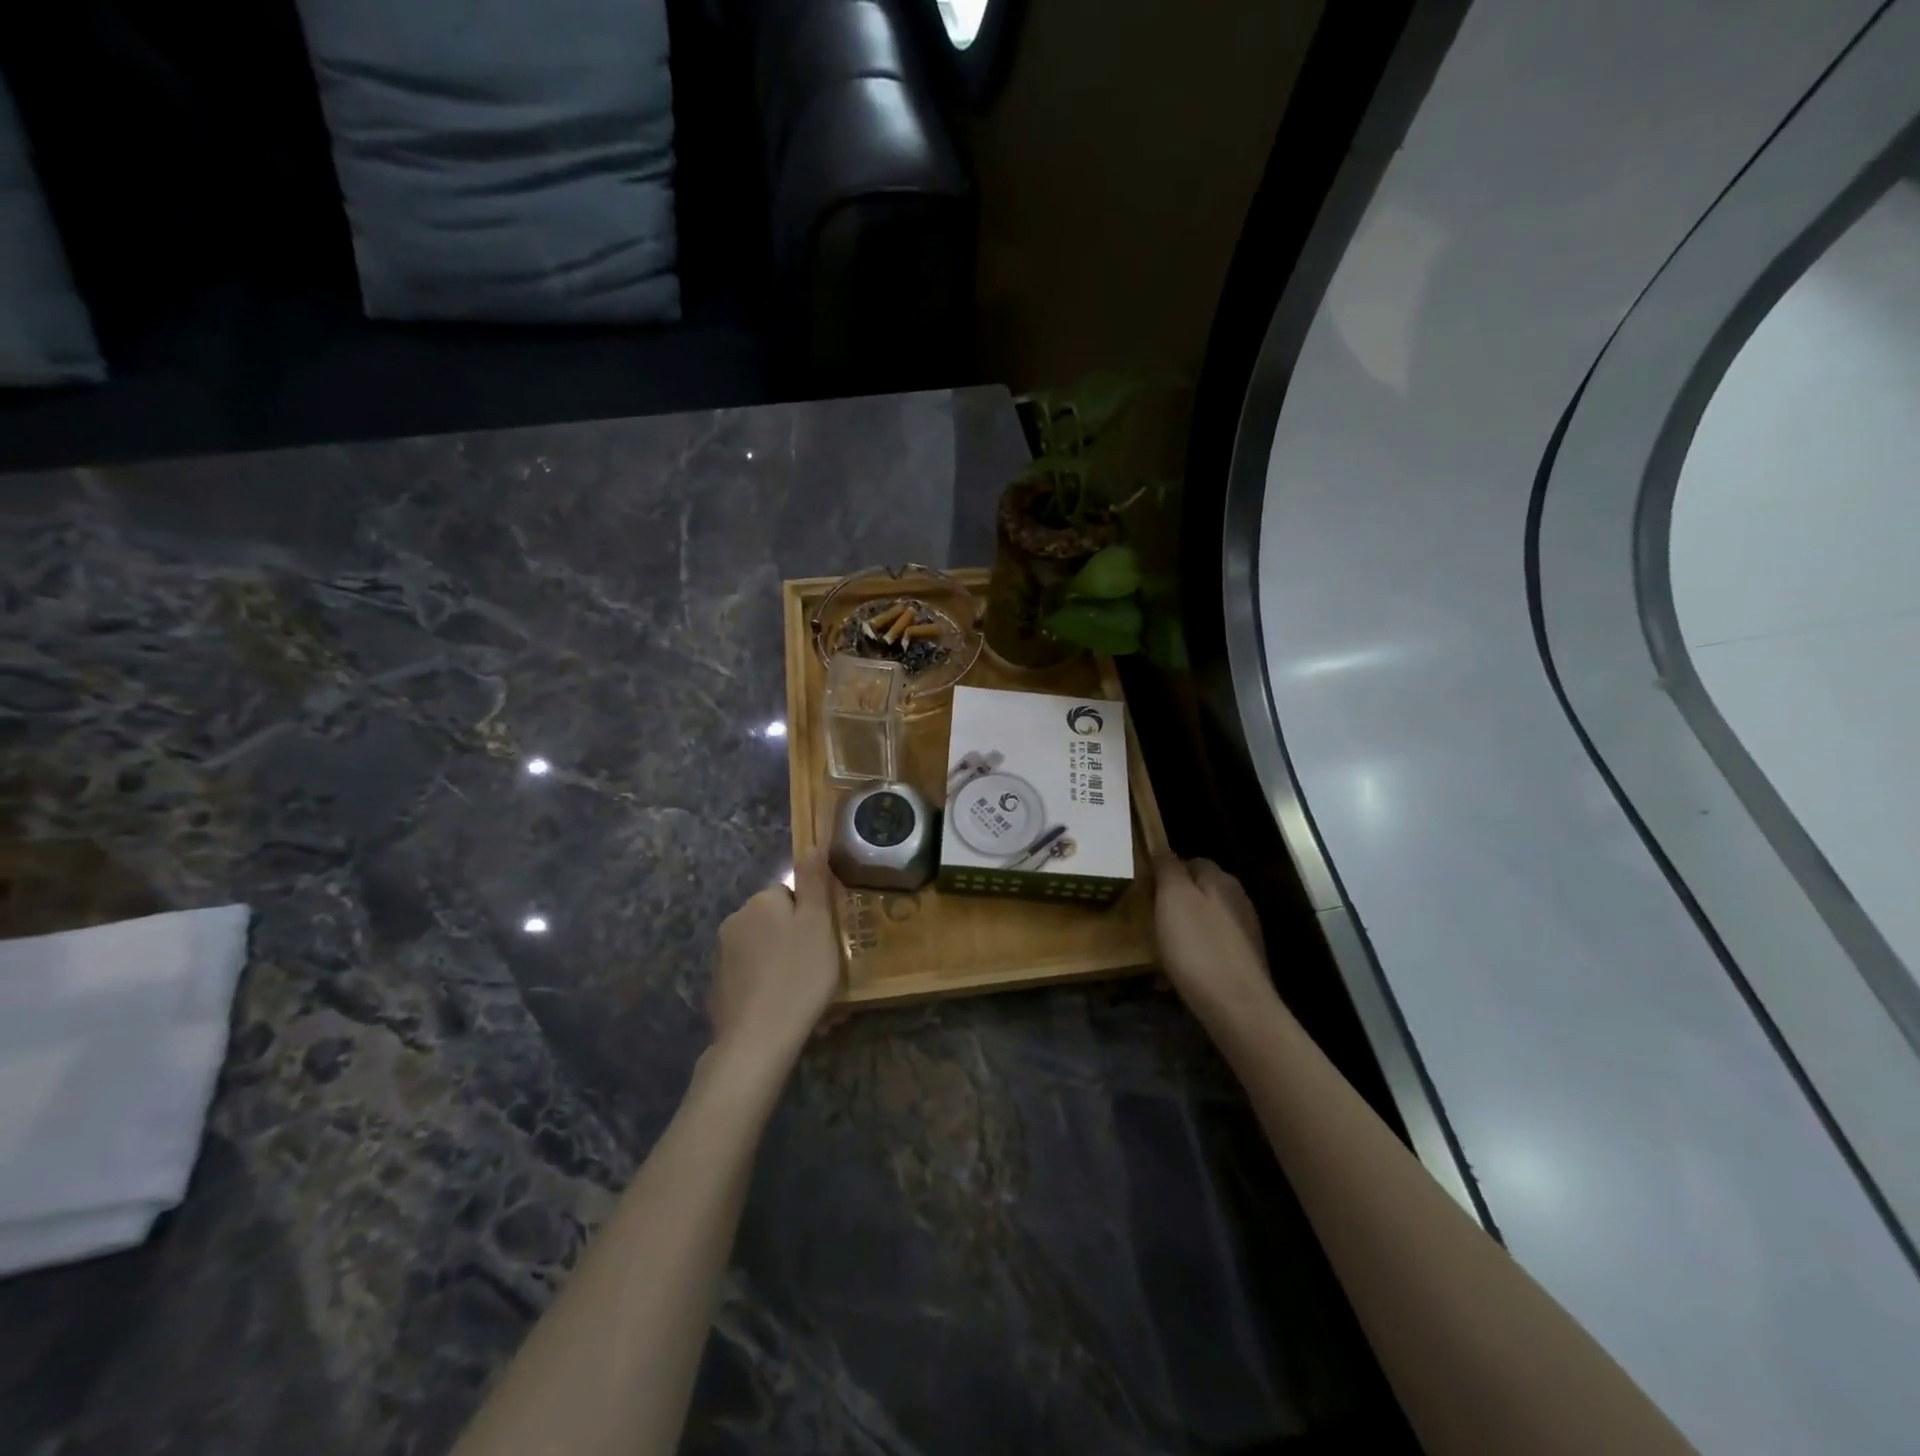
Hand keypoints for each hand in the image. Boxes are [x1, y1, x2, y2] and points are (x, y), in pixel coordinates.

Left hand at [711, 848, 842, 1064]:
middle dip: (800, 944)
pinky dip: (773, 990)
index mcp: (759, 903)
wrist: (757, 1040)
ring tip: (813, 1001)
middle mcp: (734, 923)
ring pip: (768, 954)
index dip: (812, 916)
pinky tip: (789, 1013)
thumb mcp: (817, 923)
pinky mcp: (721, 991)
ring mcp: (723, 959)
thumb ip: (814, 881)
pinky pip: (756, 981)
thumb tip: (812, 844)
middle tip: (824, 972)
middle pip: (778, 924)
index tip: (827, 942)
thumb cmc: (797, 975)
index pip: (790, 895)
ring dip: (789, 969)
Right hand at [1154, 855, 1275, 1027]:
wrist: (1237, 1007)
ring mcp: (1244, 932)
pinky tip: (1177, 976)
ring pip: (1203, 922)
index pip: (1191, 861)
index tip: (1145, 891)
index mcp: (1221, 880)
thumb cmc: (1197, 947)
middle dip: (1173, 904)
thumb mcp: (1173, 898)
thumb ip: (1168, 868)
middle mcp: (1237, 900)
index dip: (1166, 873)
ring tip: (1159, 952)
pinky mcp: (1244, 962)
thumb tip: (1163, 848)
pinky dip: (1192, 957)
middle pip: (1198, 892)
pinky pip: (1210, 949)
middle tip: (1149, 922)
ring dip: (1181, 932)